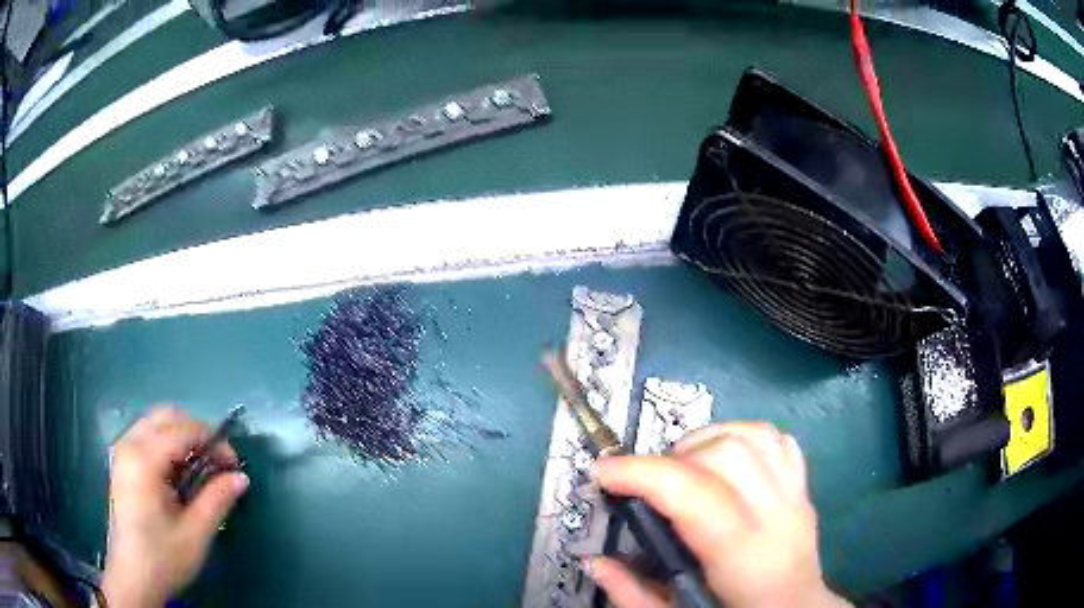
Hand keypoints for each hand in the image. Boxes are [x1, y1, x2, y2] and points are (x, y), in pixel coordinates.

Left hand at [101, 407, 248, 607]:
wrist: (132, 576)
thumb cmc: (163, 557)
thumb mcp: (196, 533)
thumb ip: (217, 499)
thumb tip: (241, 477)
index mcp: (145, 458)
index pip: (184, 430)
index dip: (213, 441)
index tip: (234, 465)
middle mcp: (130, 443)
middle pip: (167, 416)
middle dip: (196, 433)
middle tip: (217, 463)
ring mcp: (122, 450)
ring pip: (156, 423)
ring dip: (182, 438)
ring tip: (200, 471)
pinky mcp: (122, 461)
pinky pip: (147, 436)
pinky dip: (167, 445)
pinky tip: (178, 475)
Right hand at [588, 422, 848, 607]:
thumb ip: (632, 594)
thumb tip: (594, 561)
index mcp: (742, 557)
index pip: (694, 494)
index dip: (642, 474)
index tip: (602, 473)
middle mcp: (776, 516)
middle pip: (726, 452)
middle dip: (673, 457)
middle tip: (646, 483)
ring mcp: (795, 496)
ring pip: (754, 435)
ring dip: (707, 438)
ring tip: (683, 466)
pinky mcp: (802, 488)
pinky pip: (778, 440)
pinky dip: (743, 435)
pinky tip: (723, 458)